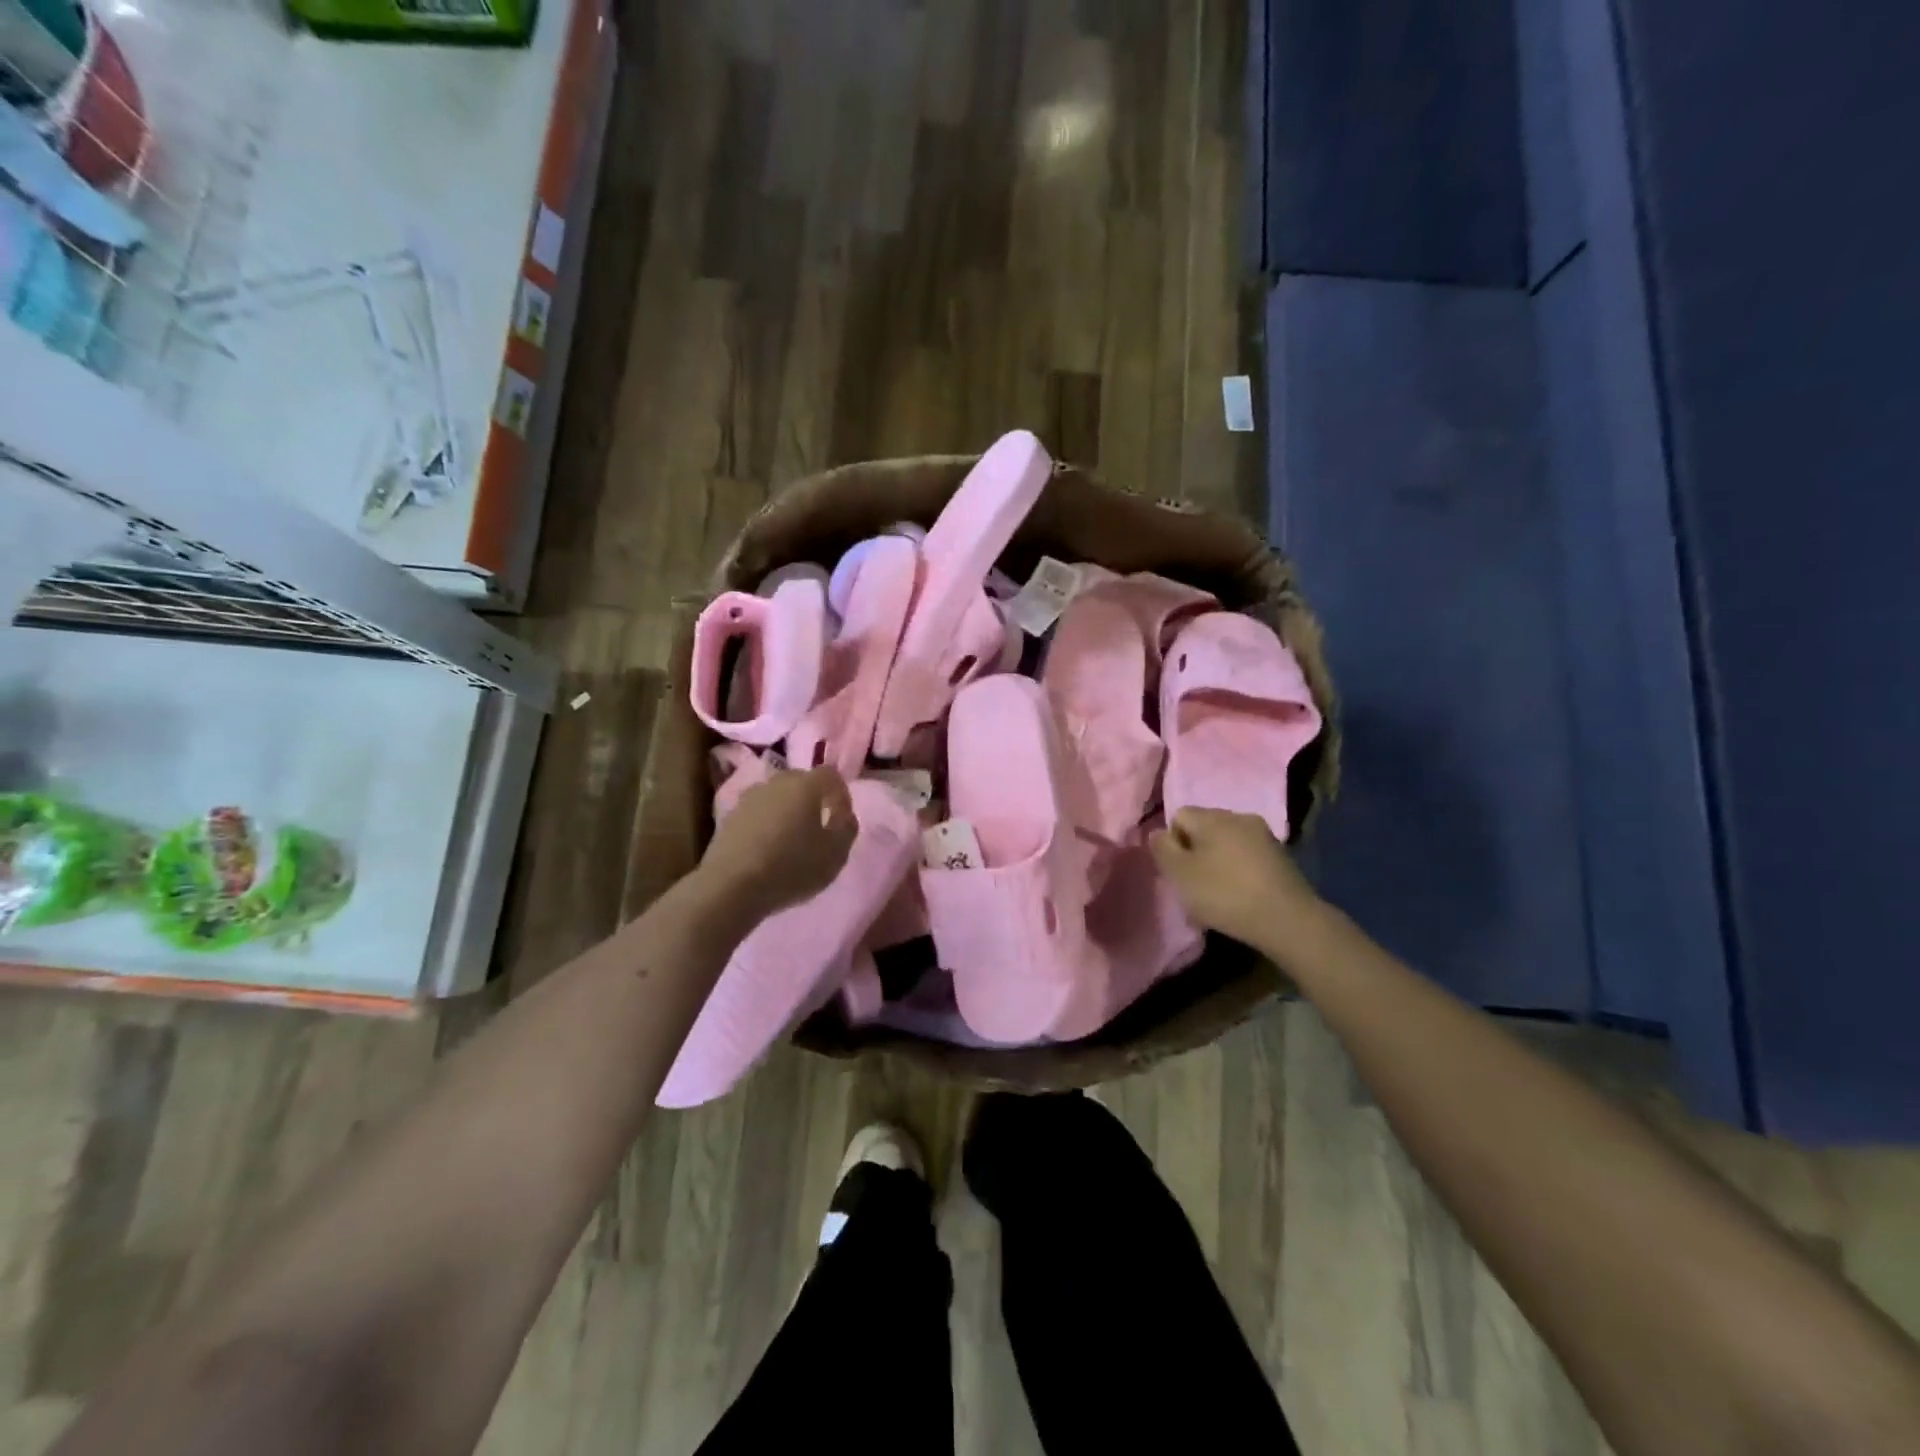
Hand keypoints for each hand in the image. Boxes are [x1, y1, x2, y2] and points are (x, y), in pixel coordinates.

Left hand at [698, 766, 856, 921]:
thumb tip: (844, 815)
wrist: (731, 886)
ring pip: (777, 798)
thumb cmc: (792, 867)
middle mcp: (776, 782)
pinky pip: (757, 814)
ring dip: (787, 812)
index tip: (843, 818)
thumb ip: (847, 829)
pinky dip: (767, 825)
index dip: (841, 794)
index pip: (831, 775)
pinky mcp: (729, 818)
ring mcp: (748, 798)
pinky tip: (768, 850)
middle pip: (801, 782)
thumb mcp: (836, 854)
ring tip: (791, 840)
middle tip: (819, 827)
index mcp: (806, 785)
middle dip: (813, 800)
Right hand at [1149, 808, 1325, 952]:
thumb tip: (1158, 833)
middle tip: (1195, 885)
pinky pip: (1247, 857)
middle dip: (1195, 852)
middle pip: (1204, 828)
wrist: (1288, 920)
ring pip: (1226, 843)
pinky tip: (1240, 895)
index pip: (1179, 816)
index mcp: (1213, 816)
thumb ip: (1162, 849)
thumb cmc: (1225, 894)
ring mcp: (1264, 835)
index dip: (1173, 843)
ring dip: (1217, 862)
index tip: (1178, 871)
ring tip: (1218, 894)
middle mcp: (1239, 816)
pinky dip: (1238, 871)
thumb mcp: (1180, 874)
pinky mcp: (1281, 856)